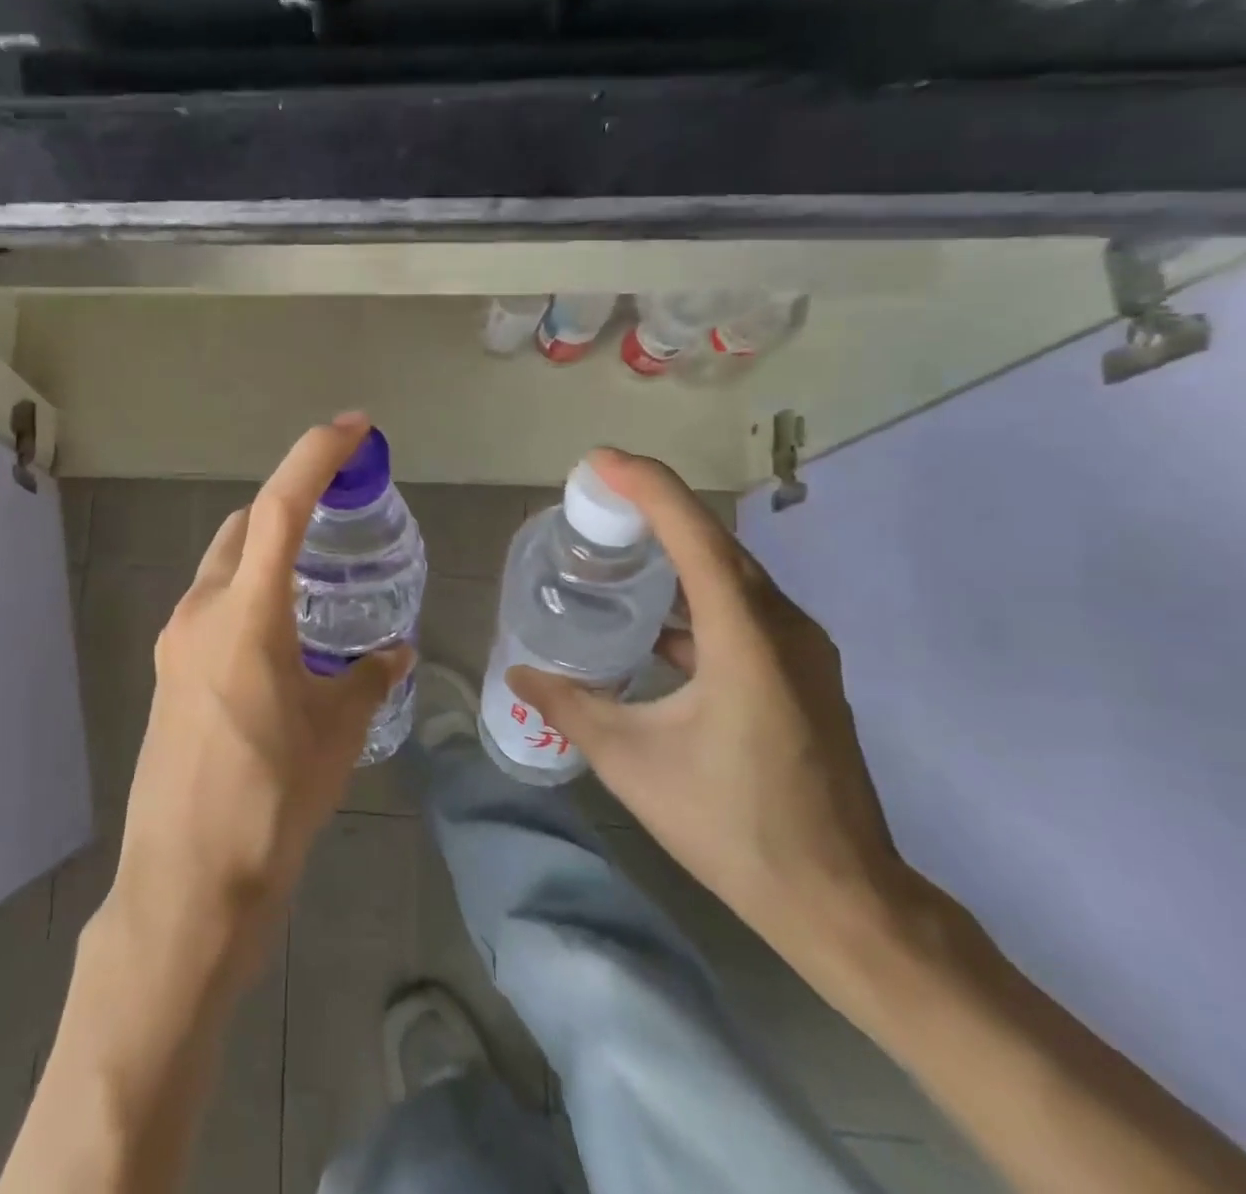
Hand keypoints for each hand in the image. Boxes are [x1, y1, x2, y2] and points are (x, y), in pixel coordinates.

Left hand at [107, 413, 414, 981]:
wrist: (188, 883)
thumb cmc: (270, 803)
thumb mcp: (336, 734)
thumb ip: (366, 679)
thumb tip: (389, 652)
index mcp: (245, 613)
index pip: (280, 506)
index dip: (317, 455)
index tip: (354, 427)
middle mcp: (200, 612)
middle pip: (243, 527)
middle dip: (289, 507)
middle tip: (340, 518)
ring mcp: (175, 642)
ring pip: (224, 567)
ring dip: (266, 555)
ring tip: (318, 583)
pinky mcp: (168, 673)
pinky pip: (212, 609)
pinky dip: (248, 596)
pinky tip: (282, 638)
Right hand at [506, 449, 908, 974]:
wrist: (842, 900)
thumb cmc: (733, 825)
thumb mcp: (631, 763)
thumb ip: (569, 707)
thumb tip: (519, 675)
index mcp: (746, 641)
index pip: (696, 537)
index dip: (648, 488)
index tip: (599, 462)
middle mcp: (783, 629)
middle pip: (715, 544)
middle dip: (655, 508)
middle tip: (594, 498)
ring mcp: (800, 652)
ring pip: (731, 575)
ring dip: (675, 550)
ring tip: (616, 545)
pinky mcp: (801, 674)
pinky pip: (742, 609)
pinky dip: (694, 594)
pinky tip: (653, 617)